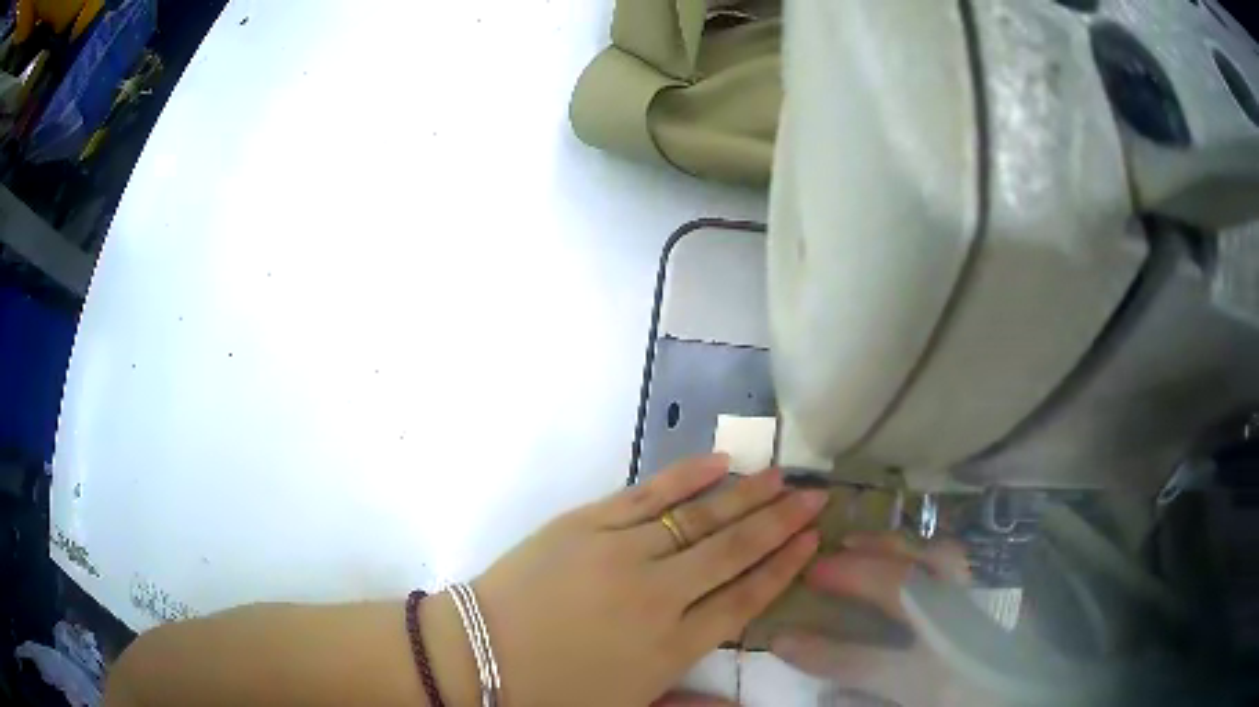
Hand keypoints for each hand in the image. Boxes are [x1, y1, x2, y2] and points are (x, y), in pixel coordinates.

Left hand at [440, 455, 827, 706]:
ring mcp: (621, 554)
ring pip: (699, 517)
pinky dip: (685, 477)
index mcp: (671, 646)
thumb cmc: (552, 692)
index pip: (745, 599)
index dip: (783, 567)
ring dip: (746, 495)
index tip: (813, 540)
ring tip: (782, 476)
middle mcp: (658, 596)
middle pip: (734, 551)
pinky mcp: (585, 524)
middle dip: (780, 522)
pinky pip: (646, 495)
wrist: (475, 657)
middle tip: (815, 495)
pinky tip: (718, 462)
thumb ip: (689, 706)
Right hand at [770, 532, 996, 706]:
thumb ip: (876, 699)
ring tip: (860, 538)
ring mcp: (990, 601)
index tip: (780, 637)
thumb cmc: (979, 701)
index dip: (819, 651)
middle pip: (904, 591)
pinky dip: (936, 546)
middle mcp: (962, 631)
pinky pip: (970, 555)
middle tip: (820, 564)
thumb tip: (830, 695)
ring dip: (894, 546)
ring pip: (939, 559)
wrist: (1044, 692)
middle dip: (856, 574)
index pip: (863, 663)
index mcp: (935, 676)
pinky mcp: (1009, 588)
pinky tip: (919, 546)